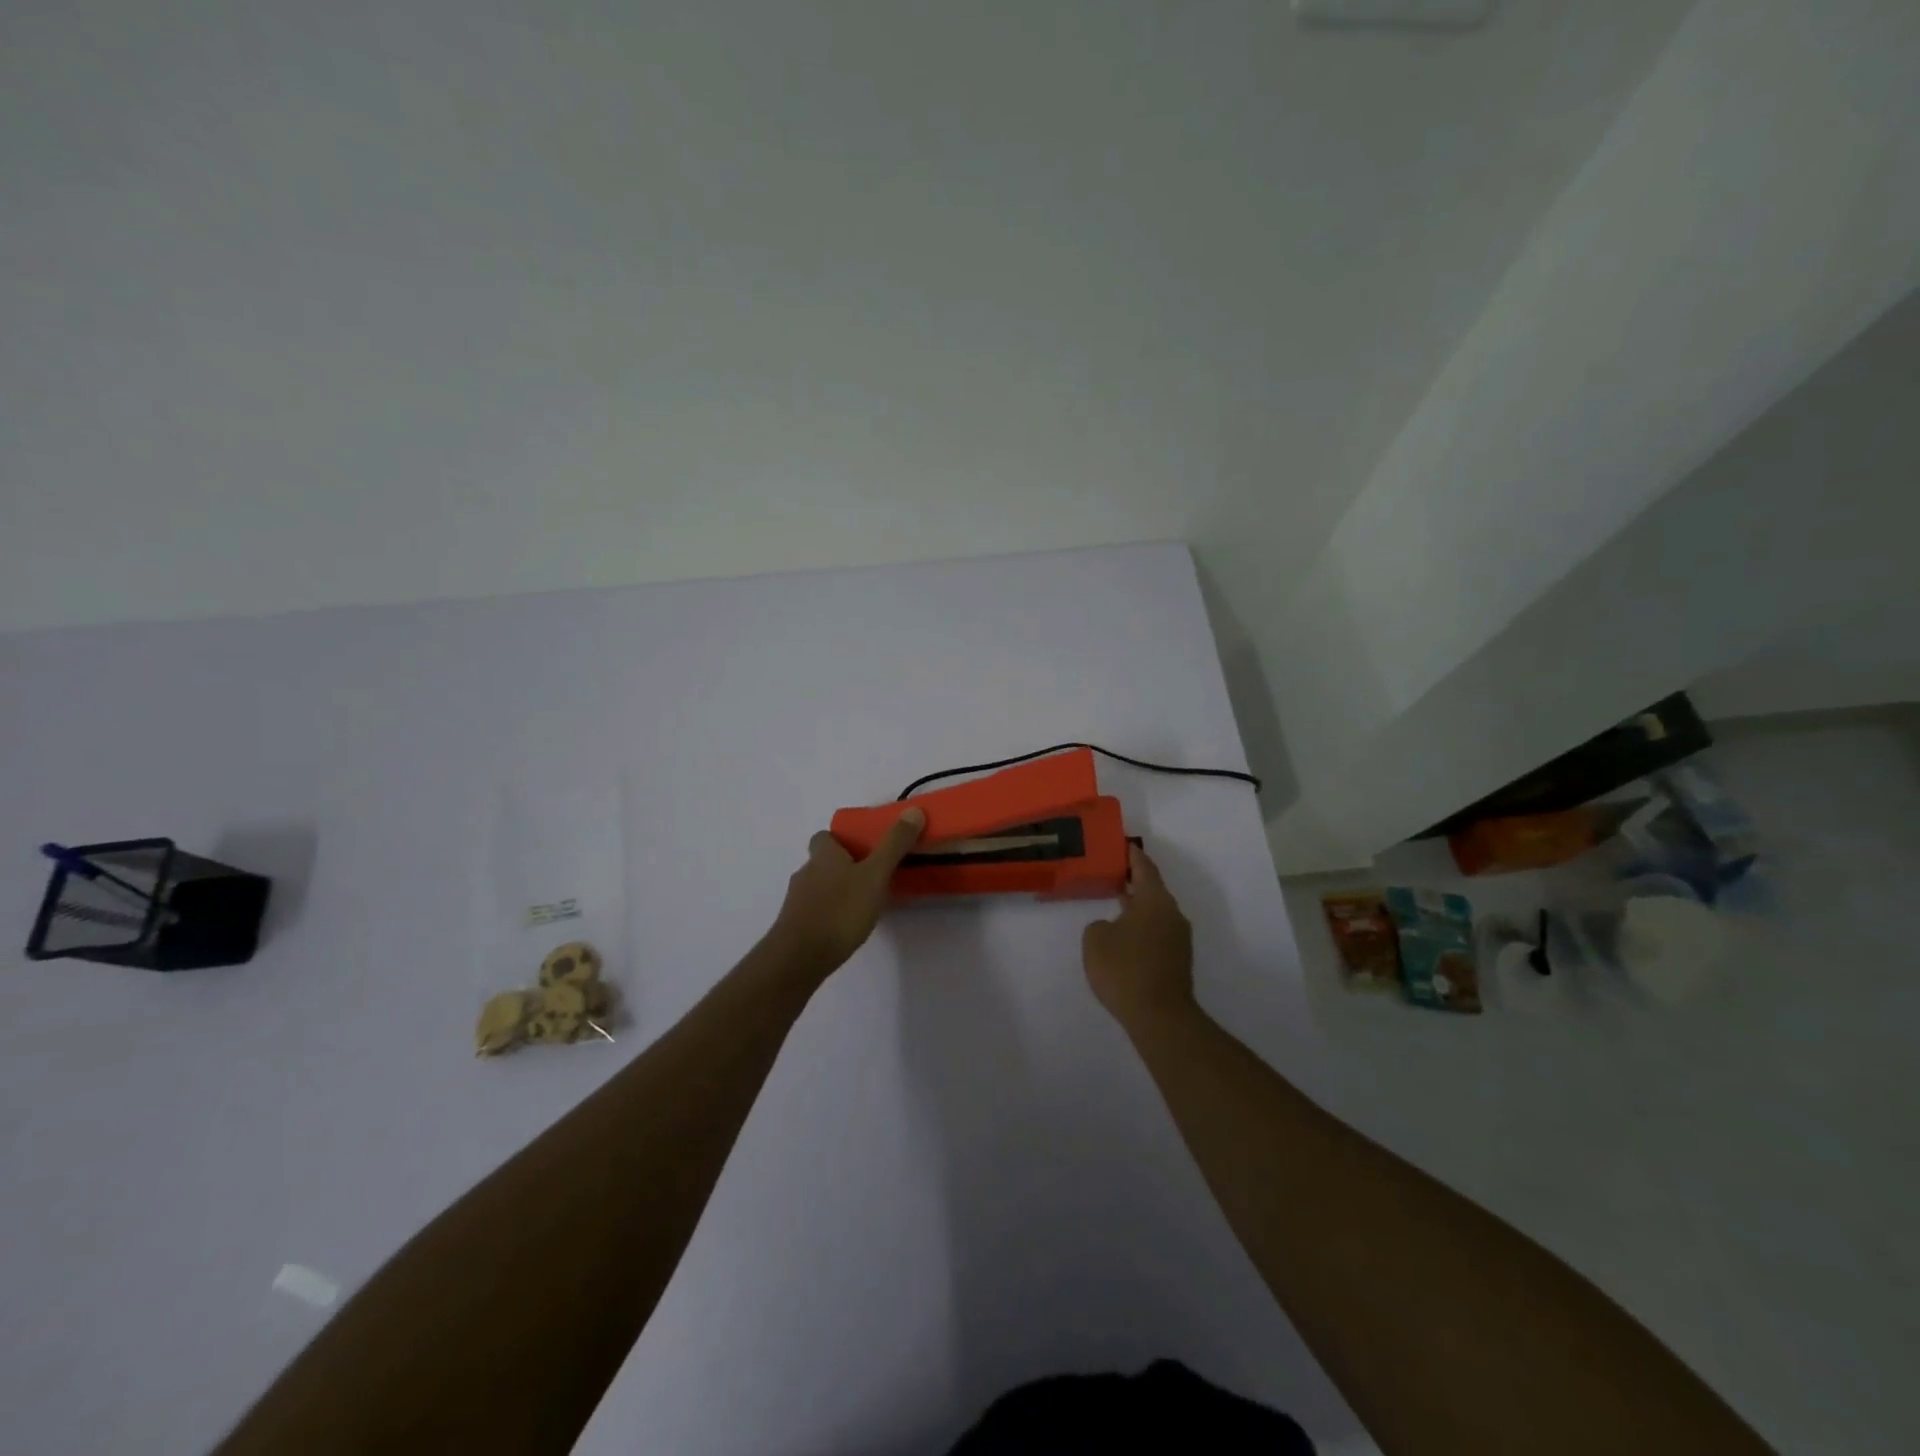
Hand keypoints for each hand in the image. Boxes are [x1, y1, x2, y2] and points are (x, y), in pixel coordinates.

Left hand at [768, 808, 926, 975]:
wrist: (799, 958)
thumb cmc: (840, 911)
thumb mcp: (874, 875)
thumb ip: (893, 845)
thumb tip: (913, 811)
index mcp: (823, 855)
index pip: (825, 836)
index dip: (841, 839)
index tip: (863, 848)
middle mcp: (806, 872)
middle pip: (822, 862)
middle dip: (843, 866)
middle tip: (870, 877)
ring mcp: (796, 900)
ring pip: (818, 887)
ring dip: (836, 891)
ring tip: (862, 905)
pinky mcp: (794, 926)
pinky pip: (814, 911)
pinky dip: (828, 913)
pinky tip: (845, 927)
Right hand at [1082, 844, 1194, 1031]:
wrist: (1160, 1017)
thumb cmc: (1125, 969)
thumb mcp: (1095, 939)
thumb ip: (1100, 924)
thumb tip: (1112, 928)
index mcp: (1155, 900)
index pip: (1144, 867)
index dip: (1132, 855)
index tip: (1122, 844)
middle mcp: (1172, 914)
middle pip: (1152, 889)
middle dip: (1133, 881)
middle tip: (1111, 872)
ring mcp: (1178, 939)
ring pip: (1155, 913)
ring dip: (1137, 907)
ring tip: (1114, 903)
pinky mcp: (1177, 960)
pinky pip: (1156, 933)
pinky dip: (1141, 928)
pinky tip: (1123, 936)